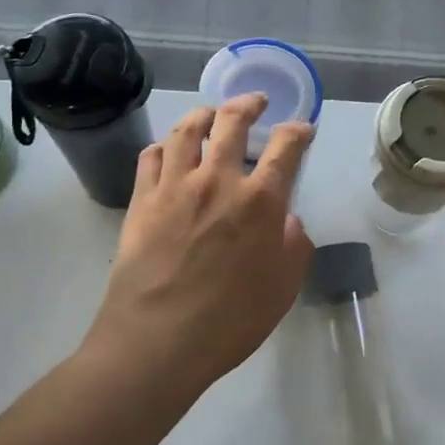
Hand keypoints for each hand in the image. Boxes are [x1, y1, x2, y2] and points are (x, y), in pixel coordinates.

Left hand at [82, 95, 314, 398]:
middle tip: (257, 102)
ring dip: (204, 114)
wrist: (156, 342)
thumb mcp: (283, 289)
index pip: (286, 148)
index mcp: (260, 201)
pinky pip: (152, 156)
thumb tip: (289, 220)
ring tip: (211, 114)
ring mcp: (174, 187)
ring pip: (187, 129)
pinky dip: (166, 144)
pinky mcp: (141, 200)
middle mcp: (217, 180)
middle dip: (249, 104)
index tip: (303, 129)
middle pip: (232, 122)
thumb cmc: (230, 321)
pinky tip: (171, 149)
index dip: (298, 131)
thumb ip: (294, 247)